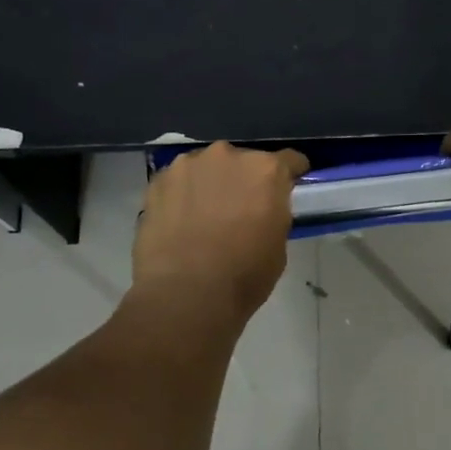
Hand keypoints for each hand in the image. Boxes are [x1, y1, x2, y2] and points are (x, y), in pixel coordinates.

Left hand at [132, 142, 309, 321]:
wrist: (185, 293)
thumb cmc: (243, 275)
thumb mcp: (277, 245)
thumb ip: (273, 214)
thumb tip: (262, 210)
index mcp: (265, 171)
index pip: (289, 161)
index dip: (291, 174)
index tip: (289, 186)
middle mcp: (228, 156)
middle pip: (243, 162)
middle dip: (245, 180)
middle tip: (240, 209)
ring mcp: (188, 165)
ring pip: (207, 168)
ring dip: (211, 184)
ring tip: (204, 215)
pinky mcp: (158, 181)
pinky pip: (179, 182)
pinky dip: (182, 195)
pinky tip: (179, 221)